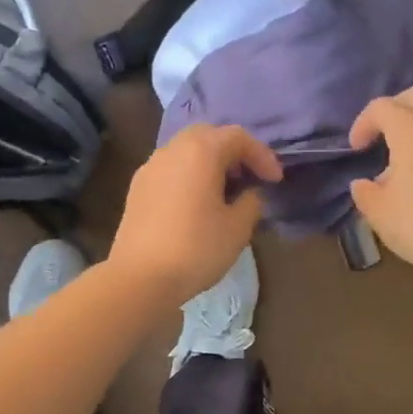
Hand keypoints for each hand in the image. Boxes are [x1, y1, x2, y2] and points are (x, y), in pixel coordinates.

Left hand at [109, 125, 281, 302]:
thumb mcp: (238, 228)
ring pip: (186, 151)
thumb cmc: (196, 248)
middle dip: (233, 152)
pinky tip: (197, 203)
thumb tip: (248, 194)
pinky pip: (170, 169)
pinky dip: (189, 175)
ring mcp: (150, 167)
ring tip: (225, 191)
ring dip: (209, 163)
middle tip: (250, 177)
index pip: (238, 137)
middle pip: (208, 136)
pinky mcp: (137, 188)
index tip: (276, 180)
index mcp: (201, 151)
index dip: (262, 156)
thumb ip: (251, 202)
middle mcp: (172, 150)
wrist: (140, 277)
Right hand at [348, 86, 412, 279]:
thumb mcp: (377, 211)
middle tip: (379, 134)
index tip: (356, 149)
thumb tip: (363, 184)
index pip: (383, 107)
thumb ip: (365, 192)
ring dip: (412, 132)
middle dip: (394, 107)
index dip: (363, 122)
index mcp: (412, 134)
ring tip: (397, 167)